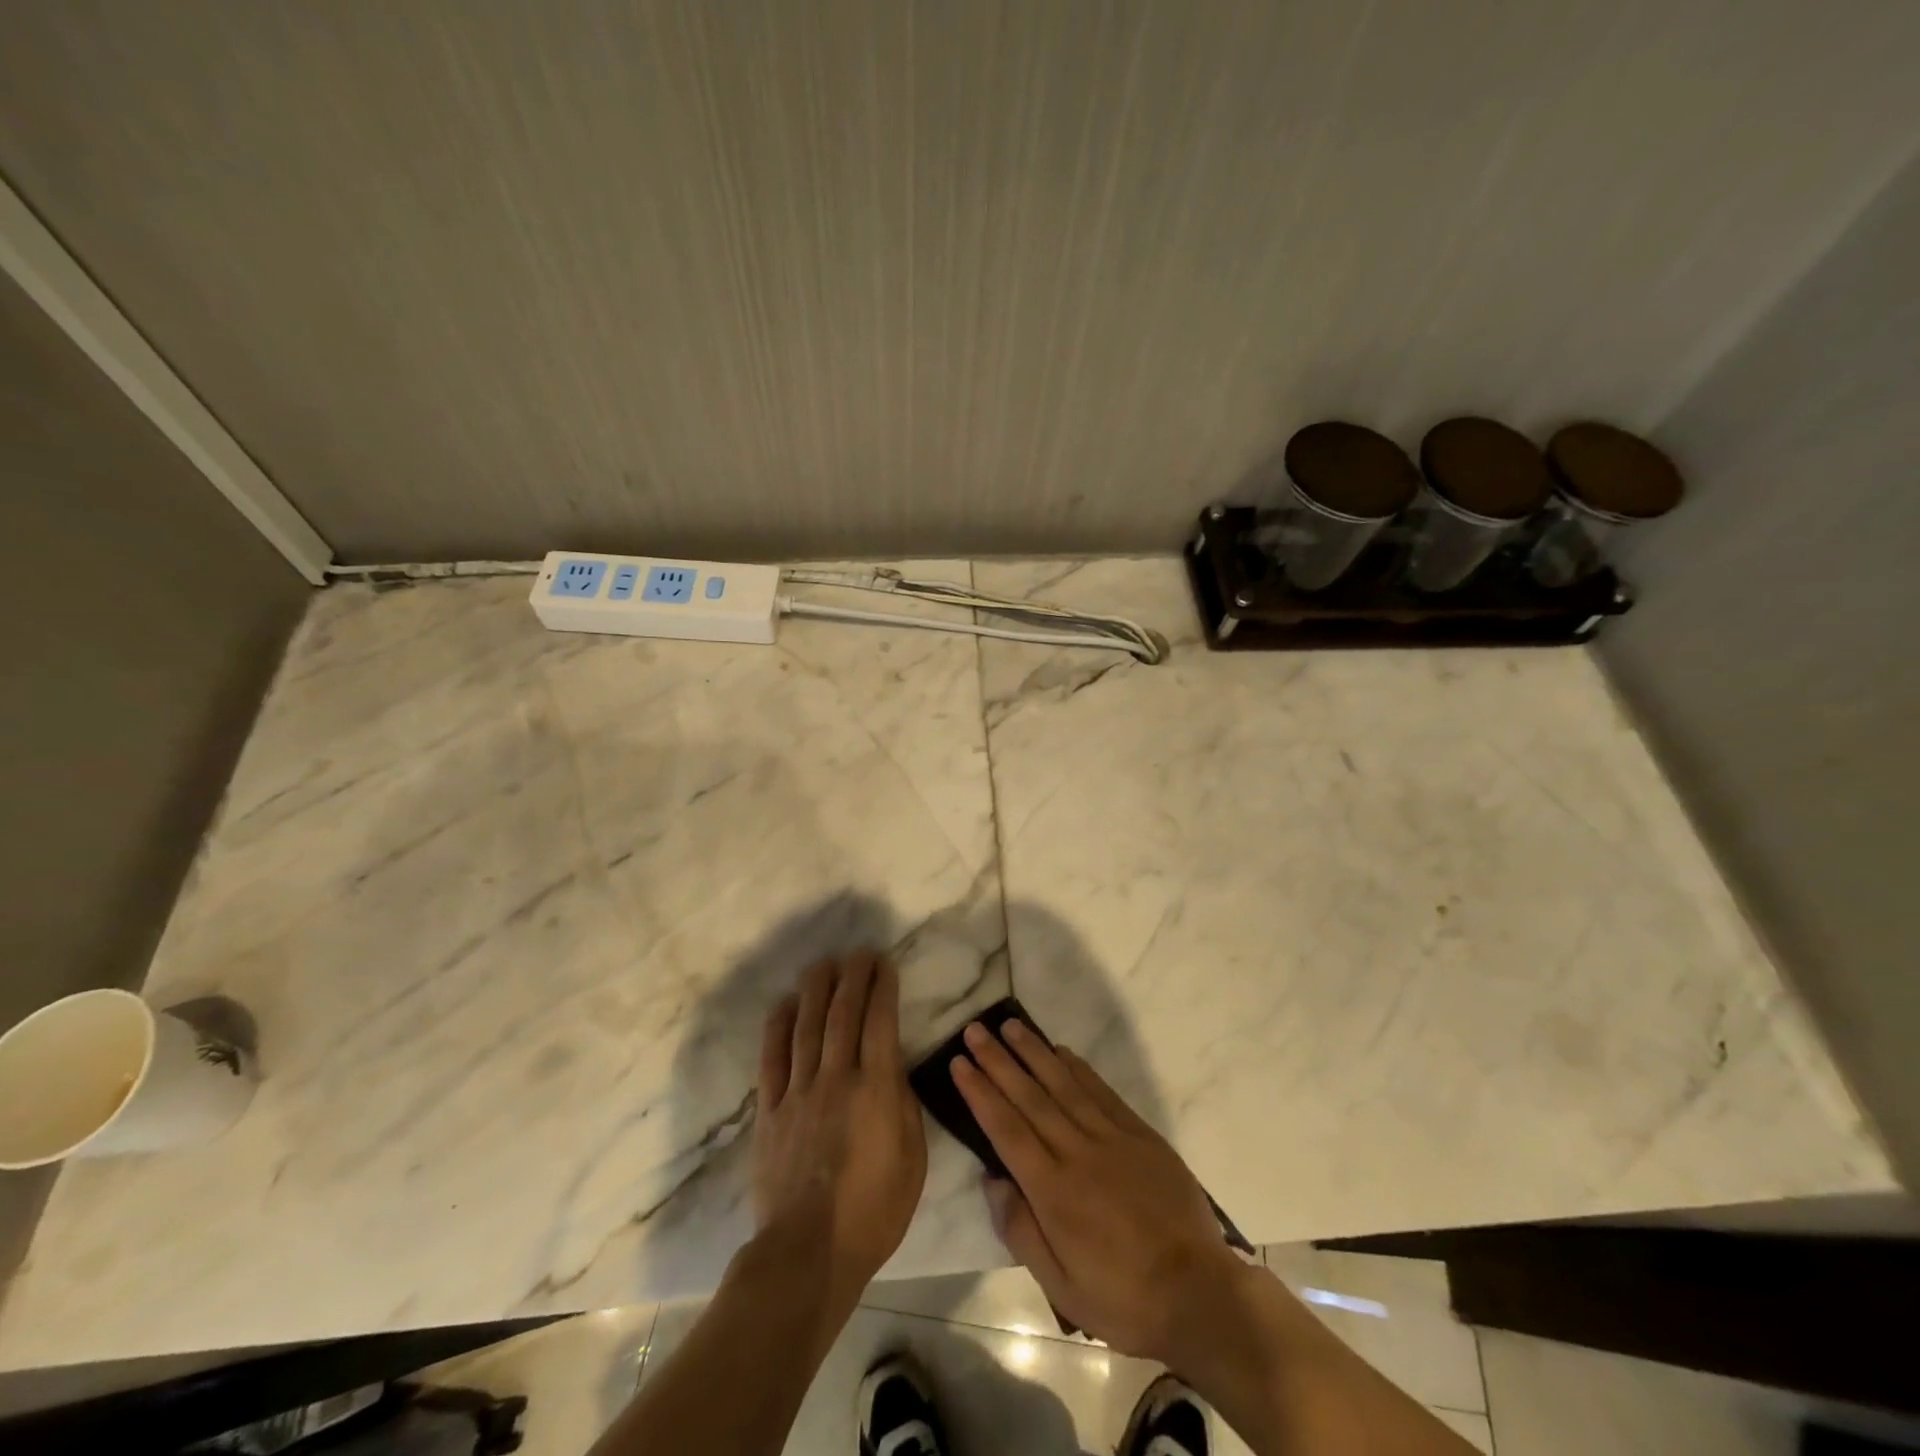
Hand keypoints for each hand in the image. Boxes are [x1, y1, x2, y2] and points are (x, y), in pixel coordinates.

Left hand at [753, 952, 926, 1305]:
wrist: (808, 1253)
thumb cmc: (873, 1211)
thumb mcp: (912, 1160)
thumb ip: (903, 1105)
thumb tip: (892, 1067)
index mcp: (876, 1090)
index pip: (880, 1022)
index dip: (882, 987)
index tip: (884, 963)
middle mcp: (836, 1079)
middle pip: (843, 1014)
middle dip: (852, 977)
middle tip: (858, 952)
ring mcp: (799, 1092)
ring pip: (807, 1027)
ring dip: (816, 990)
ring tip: (823, 964)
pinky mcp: (770, 1111)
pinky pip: (772, 1058)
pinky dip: (777, 1026)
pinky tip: (783, 1004)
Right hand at [951, 1019, 1244, 1364]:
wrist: (1198, 1292)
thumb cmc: (1121, 1297)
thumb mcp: (1060, 1286)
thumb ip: (1020, 1229)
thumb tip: (992, 1179)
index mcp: (1053, 1190)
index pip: (1006, 1129)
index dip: (980, 1093)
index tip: (959, 1063)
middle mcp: (1077, 1152)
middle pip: (1029, 1097)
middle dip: (998, 1061)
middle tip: (975, 1030)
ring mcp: (1111, 1137)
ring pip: (1063, 1084)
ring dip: (1034, 1052)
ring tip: (1010, 1025)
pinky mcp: (1139, 1133)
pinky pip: (1101, 1091)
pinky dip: (1078, 1068)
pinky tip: (1061, 1051)